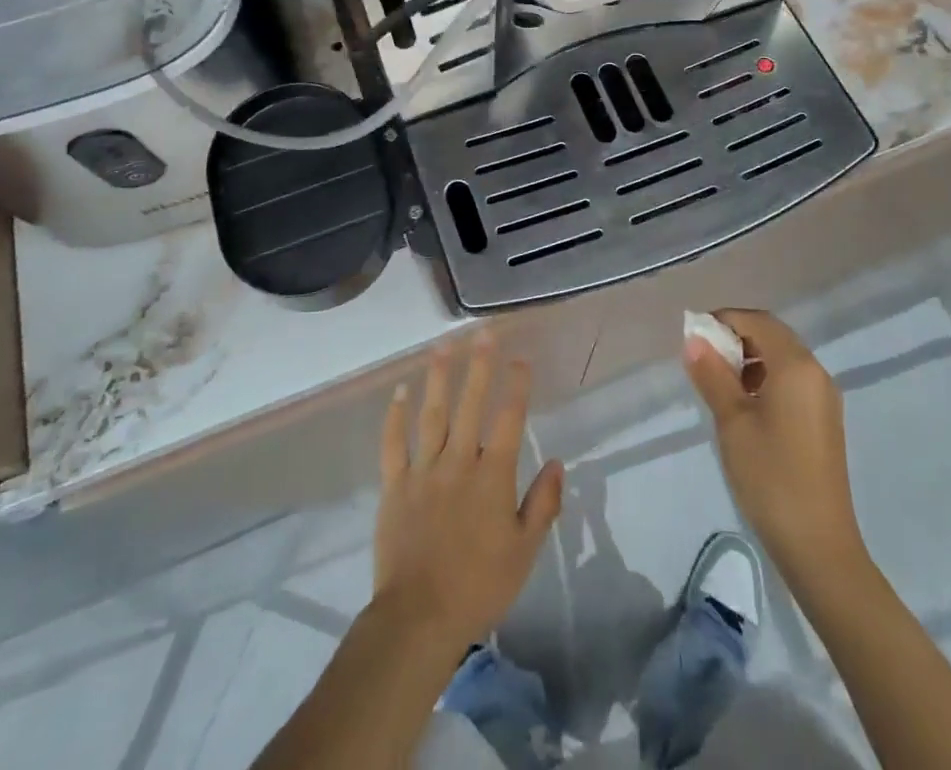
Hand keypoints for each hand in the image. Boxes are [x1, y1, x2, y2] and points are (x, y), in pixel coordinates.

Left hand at [373, 335, 564, 655]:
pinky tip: (399, 391)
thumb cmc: (479, 585)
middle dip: (478, 366)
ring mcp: (423, 470)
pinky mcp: (395, 485)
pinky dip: (395, 416)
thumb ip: (542, 504)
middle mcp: (458, 462)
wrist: (419, 618)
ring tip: (442, 346)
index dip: (517, 386)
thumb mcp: (524, 551)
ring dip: (438, 377)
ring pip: (431, 414)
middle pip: (470, 404)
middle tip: (482, 333)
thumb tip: (556, 461)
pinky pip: (393, 444)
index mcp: (492, 476)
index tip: (521, 358)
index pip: (509, 419)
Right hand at [683, 309, 866, 583]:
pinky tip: (743, 408)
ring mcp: (824, 398)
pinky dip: (765, 380)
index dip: (724, 320)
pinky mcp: (823, 421)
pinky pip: (791, 382)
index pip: (758, 321)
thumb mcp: (732, 422)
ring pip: (782, 359)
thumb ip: (712, 375)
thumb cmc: (770, 476)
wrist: (819, 546)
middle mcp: (816, 373)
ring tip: (718, 385)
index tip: (694, 337)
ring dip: (749, 360)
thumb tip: (694, 340)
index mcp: (796, 366)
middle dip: (736, 338)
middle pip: (773, 335)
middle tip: (702, 359)